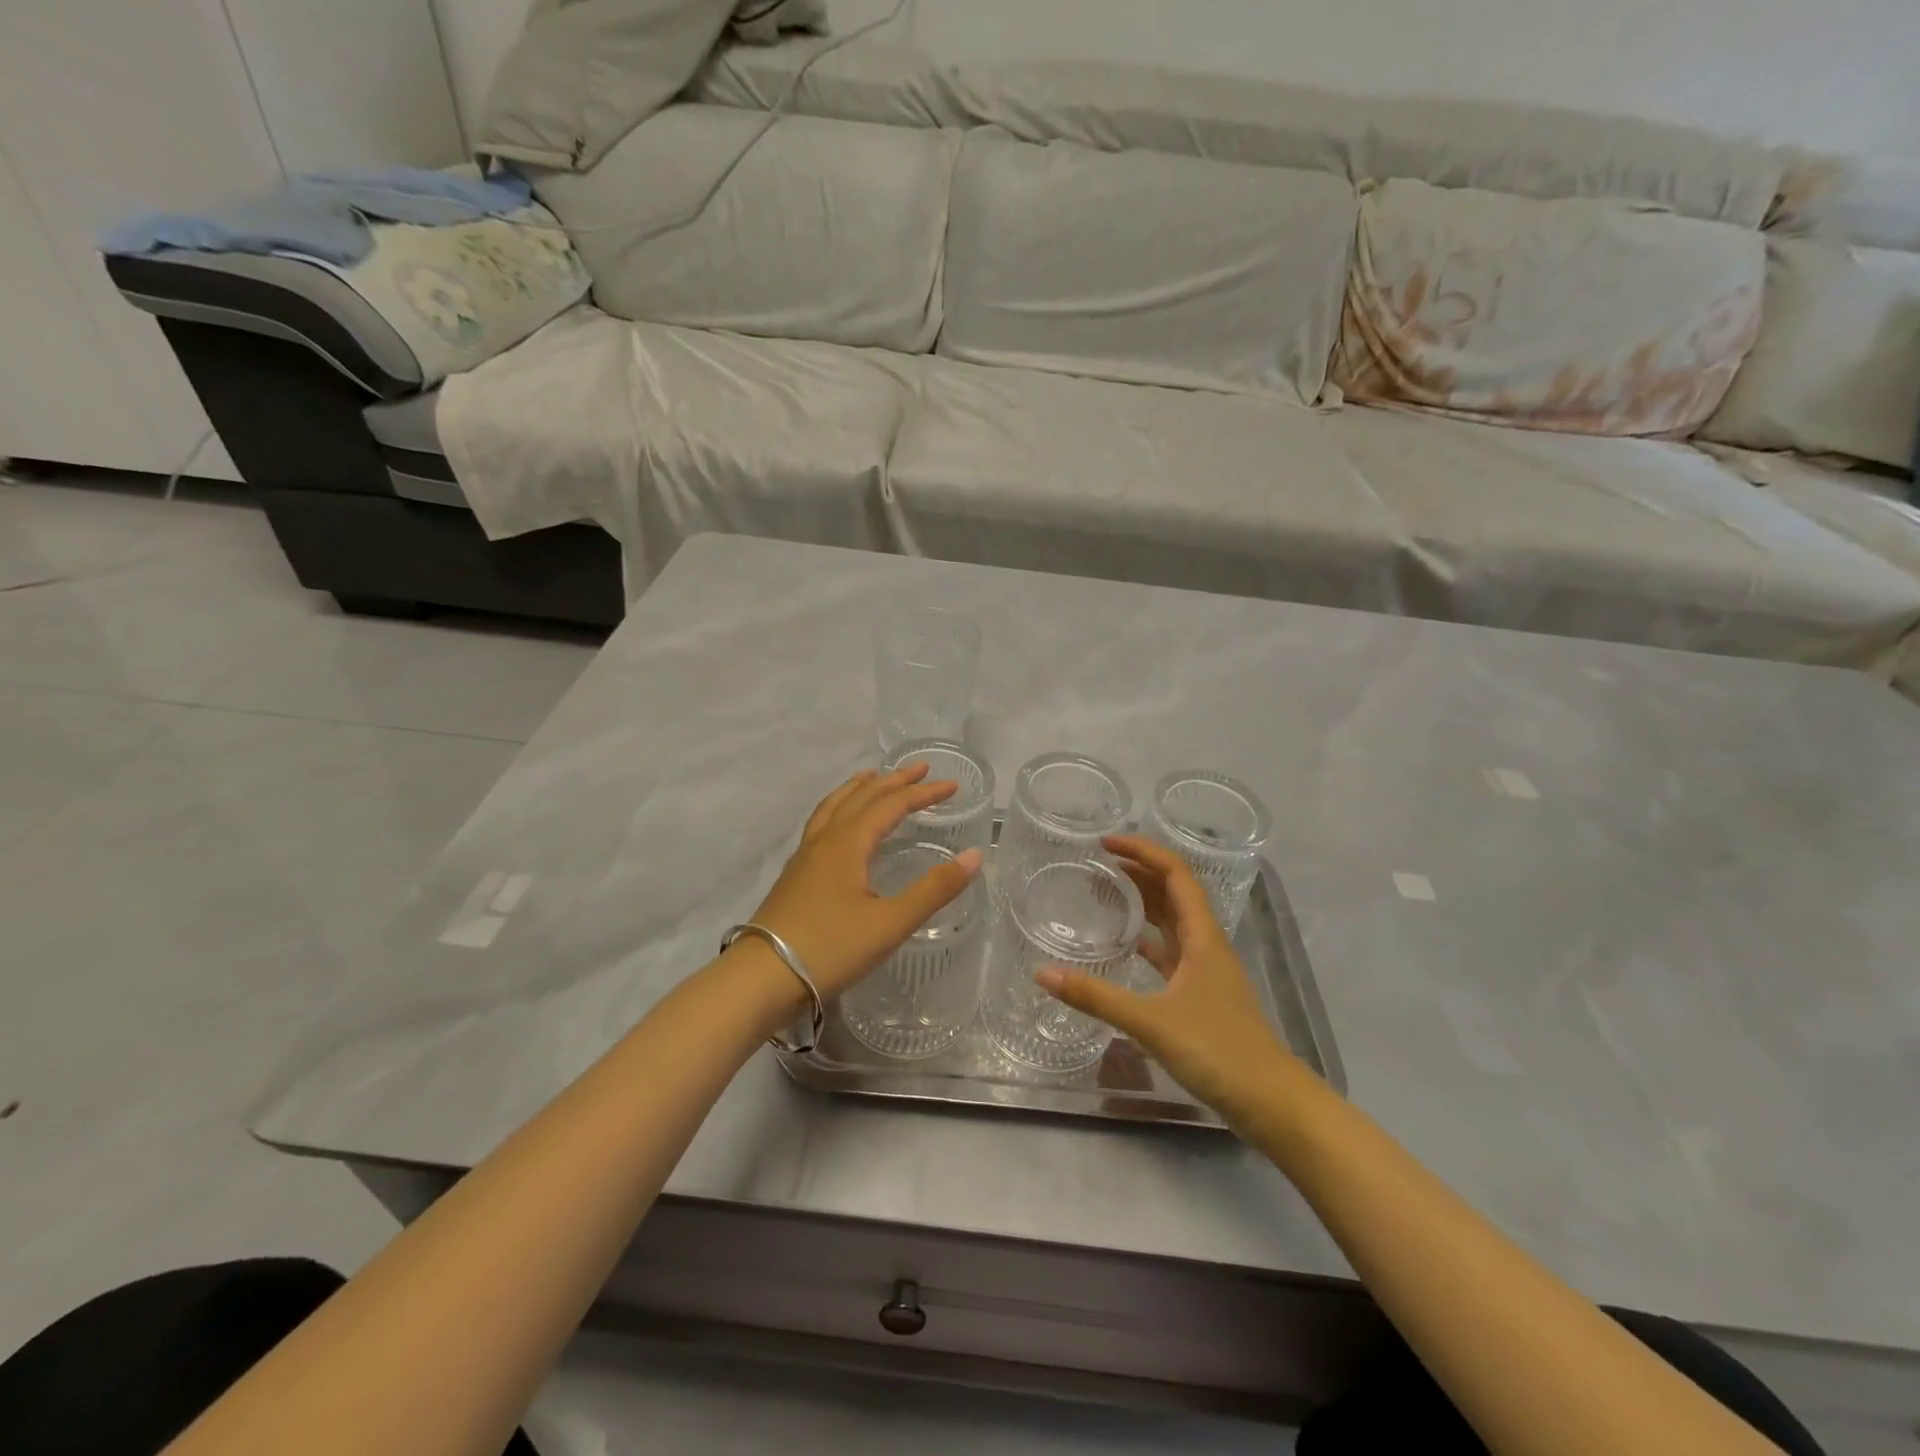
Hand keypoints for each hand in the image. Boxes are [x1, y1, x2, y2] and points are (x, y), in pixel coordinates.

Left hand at [749, 764, 983, 999]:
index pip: (892, 804)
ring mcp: (805, 856)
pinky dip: (838, 808)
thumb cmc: (831, 949)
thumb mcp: (891, 923)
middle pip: (862, 797)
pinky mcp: (795, 875)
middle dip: (894, 780)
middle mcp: (826, 840)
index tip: (952, 786)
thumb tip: (974, 856)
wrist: (762, 978)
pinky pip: (820, 823)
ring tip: (872, 777)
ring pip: (834, 806)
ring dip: (859, 788)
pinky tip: (839, 825)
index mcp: (849, 843)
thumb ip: (934, 889)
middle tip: (920, 768)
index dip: (923, 793)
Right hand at [1037, 834, 1299, 1122]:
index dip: (1143, 852)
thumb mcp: (1151, 1021)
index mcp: (1203, 938)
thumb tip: (1043, 973)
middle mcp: (1207, 946)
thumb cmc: (1217, 1050)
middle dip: (1140, 872)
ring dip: (1145, 903)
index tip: (1106, 844)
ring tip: (1108, 894)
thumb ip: (1096, 997)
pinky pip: (1171, 954)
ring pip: (1174, 923)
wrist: (1271, 1103)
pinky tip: (1127, 948)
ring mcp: (1207, 973)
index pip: (1176, 875)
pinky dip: (1149, 942)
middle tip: (1099, 865)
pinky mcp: (1202, 997)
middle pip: (1174, 894)